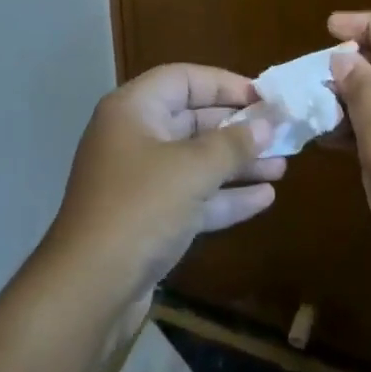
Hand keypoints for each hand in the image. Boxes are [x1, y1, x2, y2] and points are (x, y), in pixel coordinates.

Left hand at [47, 65, 286, 293]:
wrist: (88, 292)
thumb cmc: (140, 209)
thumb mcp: (192, 170)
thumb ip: (232, 145)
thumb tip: (266, 124)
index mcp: (133, 110)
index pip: (183, 79)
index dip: (224, 84)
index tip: (263, 97)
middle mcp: (134, 137)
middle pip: (192, 120)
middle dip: (237, 129)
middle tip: (280, 133)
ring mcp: (139, 181)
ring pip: (195, 162)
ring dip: (236, 164)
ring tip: (282, 166)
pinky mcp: (147, 220)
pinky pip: (192, 196)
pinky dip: (224, 196)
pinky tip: (264, 199)